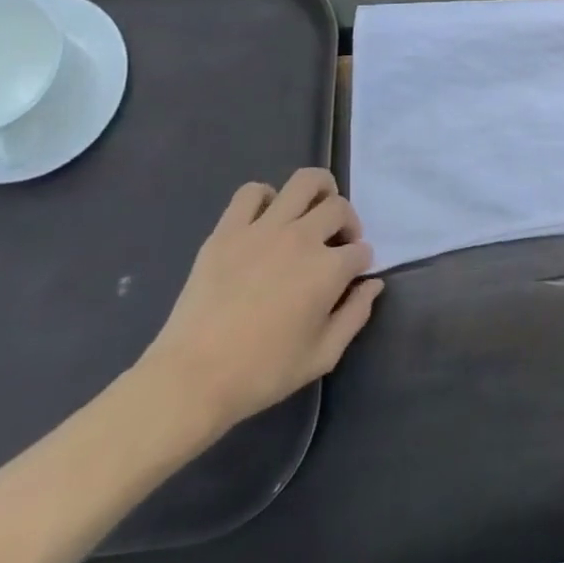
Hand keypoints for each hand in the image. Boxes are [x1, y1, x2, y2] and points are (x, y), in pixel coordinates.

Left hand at [136, 169, 381, 436]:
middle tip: (336, 244)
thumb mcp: (322, 356)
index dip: (361, 264)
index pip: (361, 251)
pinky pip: (251, 193)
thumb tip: (373, 284)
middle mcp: (302, 238)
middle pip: (339, 208)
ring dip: (319, 191)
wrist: (190, 381)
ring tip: (313, 211)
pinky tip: (266, 219)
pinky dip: (265, 197)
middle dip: (348, 223)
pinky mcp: (228, 231)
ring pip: (305, 182)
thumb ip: (355, 315)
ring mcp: (264, 230)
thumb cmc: (261, 373)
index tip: (350, 279)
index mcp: (328, 270)